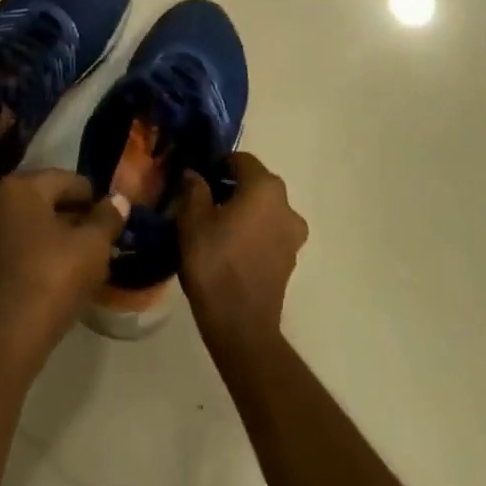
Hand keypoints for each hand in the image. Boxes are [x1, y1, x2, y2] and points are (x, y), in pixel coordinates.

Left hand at [0, 169, 129, 368]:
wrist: (4, 341)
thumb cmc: (51, 281)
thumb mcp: (92, 247)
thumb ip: (107, 218)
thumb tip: (119, 199)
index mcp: (20, 186)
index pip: (66, 179)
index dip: (93, 198)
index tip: (111, 220)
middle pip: (46, 199)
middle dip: (74, 216)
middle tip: (100, 239)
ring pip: (31, 223)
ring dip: (57, 235)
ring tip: (83, 258)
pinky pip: (17, 244)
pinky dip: (38, 251)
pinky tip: (58, 273)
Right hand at [177, 152, 308, 349]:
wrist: (241, 326)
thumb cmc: (215, 263)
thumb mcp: (192, 219)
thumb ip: (194, 188)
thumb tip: (195, 174)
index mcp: (264, 188)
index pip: (240, 160)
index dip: (217, 165)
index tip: (198, 179)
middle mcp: (286, 205)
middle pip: (255, 183)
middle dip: (231, 186)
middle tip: (204, 201)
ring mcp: (293, 234)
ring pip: (264, 208)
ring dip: (244, 209)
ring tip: (216, 226)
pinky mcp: (291, 259)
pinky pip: (270, 231)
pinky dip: (253, 231)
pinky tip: (231, 246)